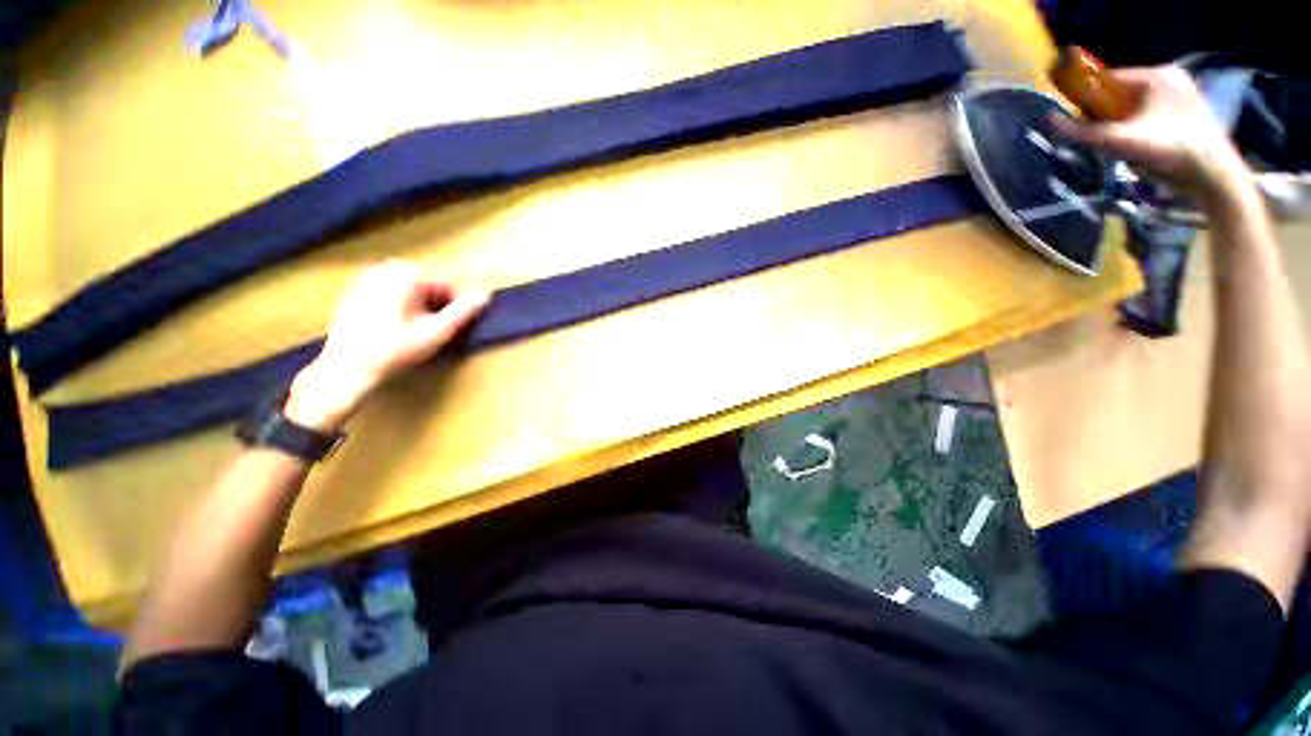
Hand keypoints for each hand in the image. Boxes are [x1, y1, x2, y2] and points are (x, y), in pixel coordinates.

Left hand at [284, 260, 490, 430]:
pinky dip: (399, 307)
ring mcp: (366, 278)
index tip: (455, 327)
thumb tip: (485, 295)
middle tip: (434, 332)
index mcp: (406, 274)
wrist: (345, 370)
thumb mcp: (436, 333)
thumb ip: (463, 312)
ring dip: (419, 308)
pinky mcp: (354, 291)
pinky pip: (390, 294)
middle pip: (428, 286)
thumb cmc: (394, 351)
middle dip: (436, 306)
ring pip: (410, 291)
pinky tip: (394, 329)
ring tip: (415, 333)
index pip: (447, 284)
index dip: (456, 307)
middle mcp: (385, 268)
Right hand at [1051, 66, 1253, 208]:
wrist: (1214, 175)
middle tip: (1101, 138)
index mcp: (1156, 76)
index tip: (1079, 121)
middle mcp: (1169, 79)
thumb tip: (1049, 119)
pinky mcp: (1188, 114)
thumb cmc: (1170, 150)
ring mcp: (1182, 96)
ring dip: (1122, 124)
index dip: (1089, 98)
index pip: (1109, 79)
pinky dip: (1138, 129)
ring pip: (1136, 107)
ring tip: (1121, 146)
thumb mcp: (1120, 141)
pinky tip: (1140, 148)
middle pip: (1122, 94)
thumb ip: (1083, 131)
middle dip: (1107, 115)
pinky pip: (1151, 115)